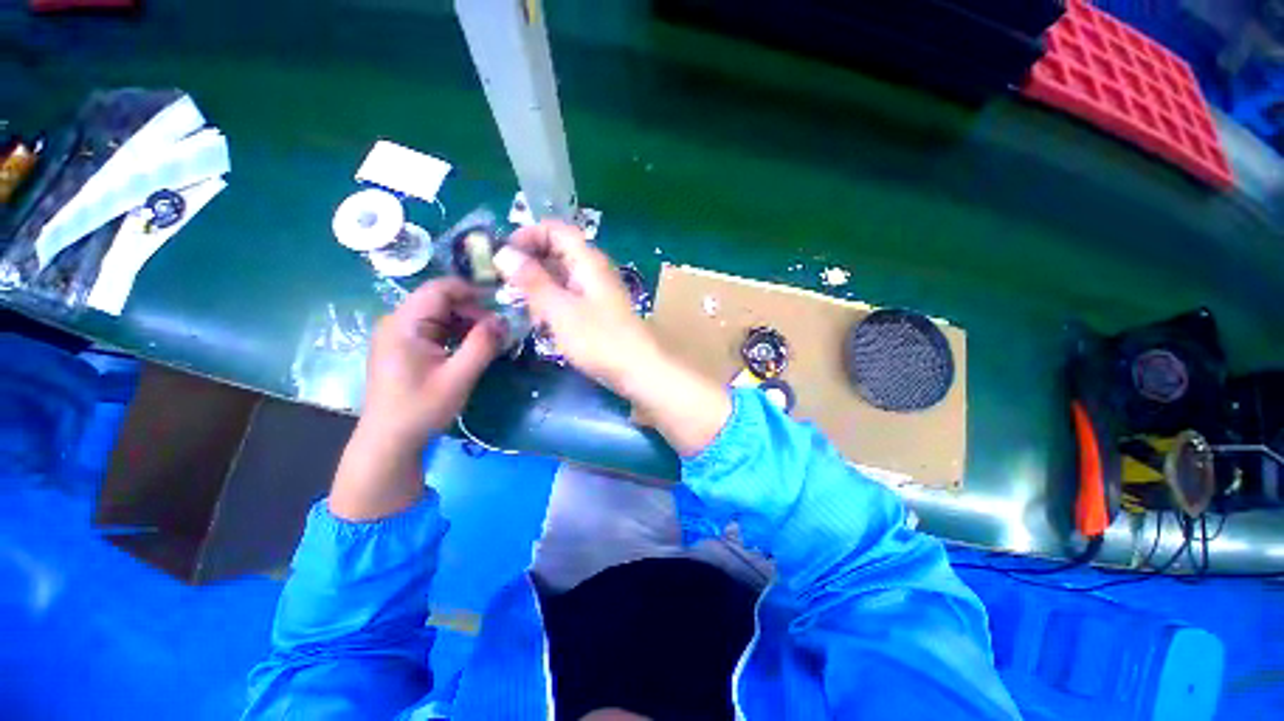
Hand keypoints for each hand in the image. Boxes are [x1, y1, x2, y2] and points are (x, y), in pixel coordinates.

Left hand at [329, 278, 504, 520]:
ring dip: (467, 324)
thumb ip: (482, 345)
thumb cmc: (421, 408)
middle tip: (499, 331)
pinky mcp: (405, 348)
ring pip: (440, 315)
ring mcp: (399, 335)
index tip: (500, 305)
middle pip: (440, 301)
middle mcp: (398, 323)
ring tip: (491, 341)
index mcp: (404, 324)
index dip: (472, 291)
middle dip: (473, 311)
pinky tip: (472, 349)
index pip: (439, 289)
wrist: (389, 440)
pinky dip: (457, 334)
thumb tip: (503, 320)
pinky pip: (435, 330)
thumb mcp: (458, 377)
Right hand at [494, 221, 660, 391]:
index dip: (527, 236)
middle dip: (529, 264)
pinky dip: (552, 304)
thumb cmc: (599, 338)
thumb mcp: (559, 309)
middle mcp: (593, 270)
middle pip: (557, 252)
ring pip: (561, 277)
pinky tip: (541, 323)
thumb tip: (503, 252)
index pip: (555, 229)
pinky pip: (569, 298)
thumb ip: (532, 280)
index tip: (503, 255)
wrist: (639, 369)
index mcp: (587, 260)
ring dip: (539, 286)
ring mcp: (597, 292)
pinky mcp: (597, 312)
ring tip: (520, 306)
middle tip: (504, 284)